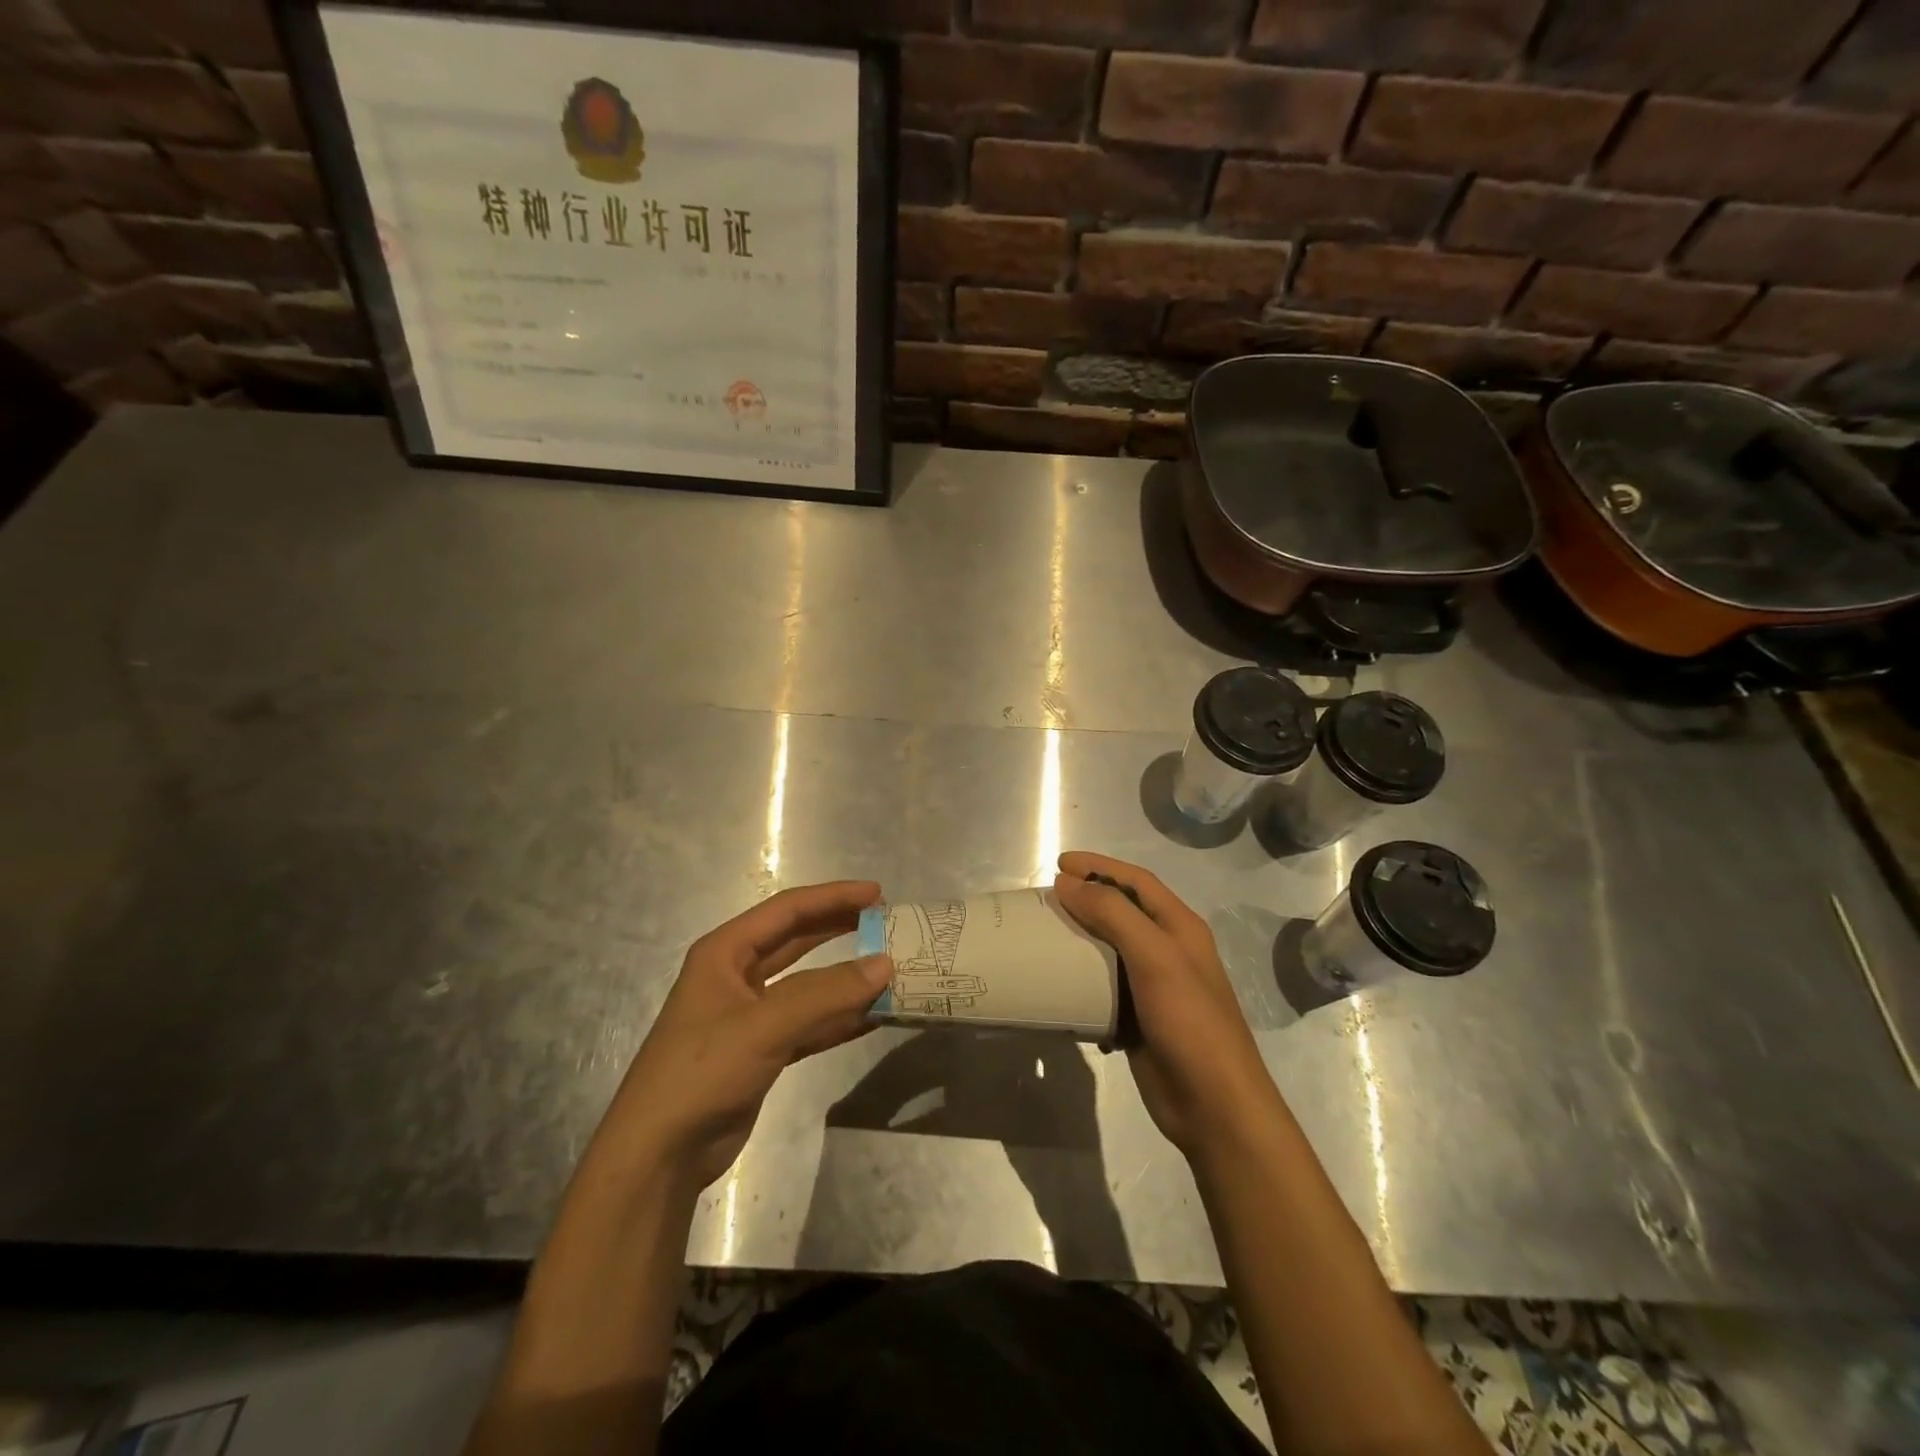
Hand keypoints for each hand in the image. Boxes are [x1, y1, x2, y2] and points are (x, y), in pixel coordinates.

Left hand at [603, 881, 892, 1190]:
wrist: (659, 1156)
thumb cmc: (702, 1072)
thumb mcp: (764, 1026)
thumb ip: (827, 994)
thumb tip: (885, 964)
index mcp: (725, 952)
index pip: (787, 909)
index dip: (833, 897)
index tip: (877, 894)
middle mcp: (736, 975)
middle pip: (797, 939)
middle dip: (839, 928)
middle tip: (883, 922)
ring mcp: (749, 1016)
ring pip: (807, 984)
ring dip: (844, 978)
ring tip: (888, 968)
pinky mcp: (761, 1052)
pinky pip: (809, 1023)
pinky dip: (839, 1018)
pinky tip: (872, 1015)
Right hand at [1053, 852, 1280, 1158]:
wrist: (1213, 1105)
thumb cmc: (1189, 1021)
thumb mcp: (1154, 957)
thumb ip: (1113, 913)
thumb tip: (1067, 882)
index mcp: (1180, 927)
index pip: (1136, 881)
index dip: (1099, 866)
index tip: (1059, 863)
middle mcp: (1168, 950)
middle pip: (1122, 911)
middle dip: (1086, 898)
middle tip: (1046, 899)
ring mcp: (1154, 986)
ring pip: (1110, 950)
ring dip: (1080, 939)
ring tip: (1045, 935)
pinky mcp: (1138, 1019)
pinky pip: (1103, 988)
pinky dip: (1081, 981)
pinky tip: (1058, 984)